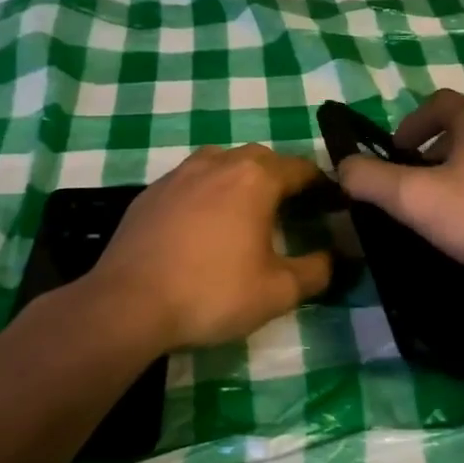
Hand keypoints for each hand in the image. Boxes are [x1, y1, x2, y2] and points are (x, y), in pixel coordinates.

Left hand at [86, 145, 332, 350]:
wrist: (128, 304)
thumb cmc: (211, 293)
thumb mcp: (277, 292)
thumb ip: (316, 271)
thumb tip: (335, 259)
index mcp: (254, 178)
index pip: (300, 168)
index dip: (320, 185)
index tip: (331, 204)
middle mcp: (217, 163)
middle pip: (260, 158)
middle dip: (281, 178)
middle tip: (291, 209)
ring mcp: (177, 175)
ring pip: (220, 163)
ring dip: (240, 179)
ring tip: (246, 211)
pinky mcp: (149, 193)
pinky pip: (189, 181)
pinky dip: (206, 193)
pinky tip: (202, 225)